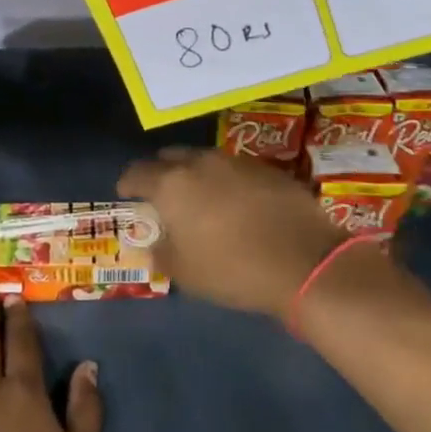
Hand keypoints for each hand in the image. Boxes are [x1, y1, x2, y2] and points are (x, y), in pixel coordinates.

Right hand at [118, 147, 346, 318]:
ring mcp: (235, 161)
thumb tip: (154, 245)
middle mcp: (199, 163)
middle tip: (163, 195)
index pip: (136, 173)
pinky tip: (236, 202)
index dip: (127, 184)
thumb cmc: (233, 269)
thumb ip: (162, 254)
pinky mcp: (266, 167)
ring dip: (195, 174)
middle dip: (161, 172)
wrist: (304, 260)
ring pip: (203, 159)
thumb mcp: (186, 274)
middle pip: (169, 157)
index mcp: (171, 184)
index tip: (126, 194)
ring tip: (200, 198)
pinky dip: (225, 180)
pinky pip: (233, 168)